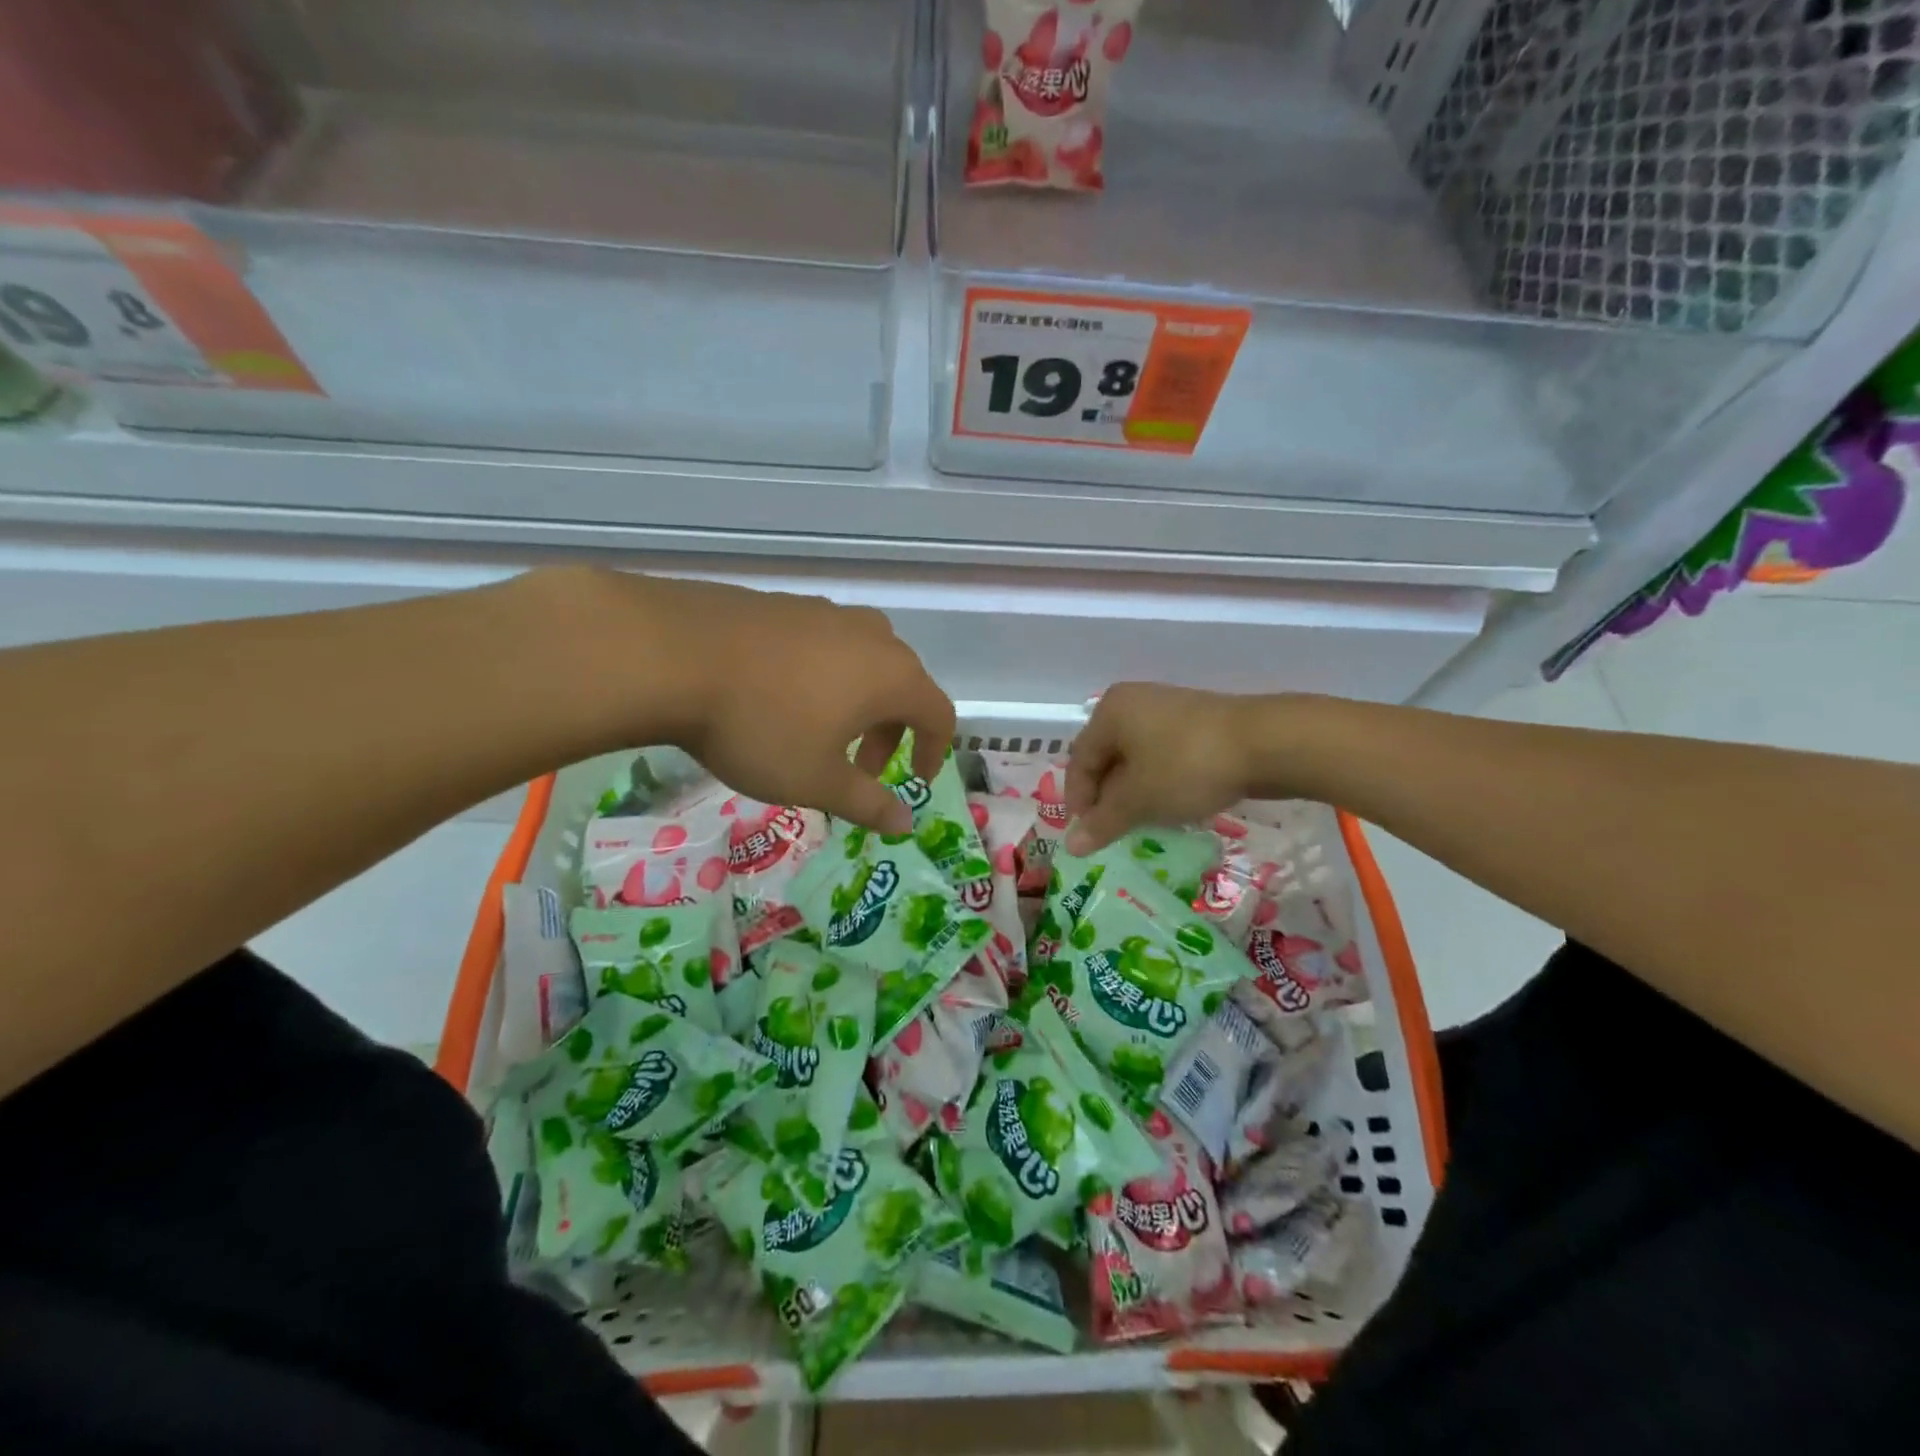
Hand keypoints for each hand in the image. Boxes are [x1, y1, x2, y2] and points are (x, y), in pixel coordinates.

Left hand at [626, 574, 953, 833]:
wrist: (672, 654)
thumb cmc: (761, 726)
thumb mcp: (817, 780)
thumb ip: (868, 803)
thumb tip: (905, 823)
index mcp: (893, 676)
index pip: (939, 714)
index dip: (935, 752)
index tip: (916, 781)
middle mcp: (871, 636)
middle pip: (903, 687)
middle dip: (891, 733)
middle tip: (858, 770)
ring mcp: (826, 613)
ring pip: (864, 662)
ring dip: (858, 704)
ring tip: (819, 733)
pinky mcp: (786, 604)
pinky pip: (825, 645)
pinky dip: (824, 677)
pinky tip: (780, 698)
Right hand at [1064, 683, 1260, 852]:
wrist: (1266, 743)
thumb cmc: (1187, 766)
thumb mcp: (1139, 800)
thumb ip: (1102, 823)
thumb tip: (1070, 846)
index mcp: (1110, 712)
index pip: (1080, 760)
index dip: (1078, 801)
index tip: (1087, 835)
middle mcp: (1134, 703)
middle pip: (1107, 757)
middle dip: (1108, 798)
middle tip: (1113, 832)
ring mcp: (1168, 710)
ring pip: (1137, 759)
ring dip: (1135, 793)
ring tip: (1143, 824)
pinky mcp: (1197, 723)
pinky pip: (1164, 756)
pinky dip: (1160, 782)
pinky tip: (1172, 805)